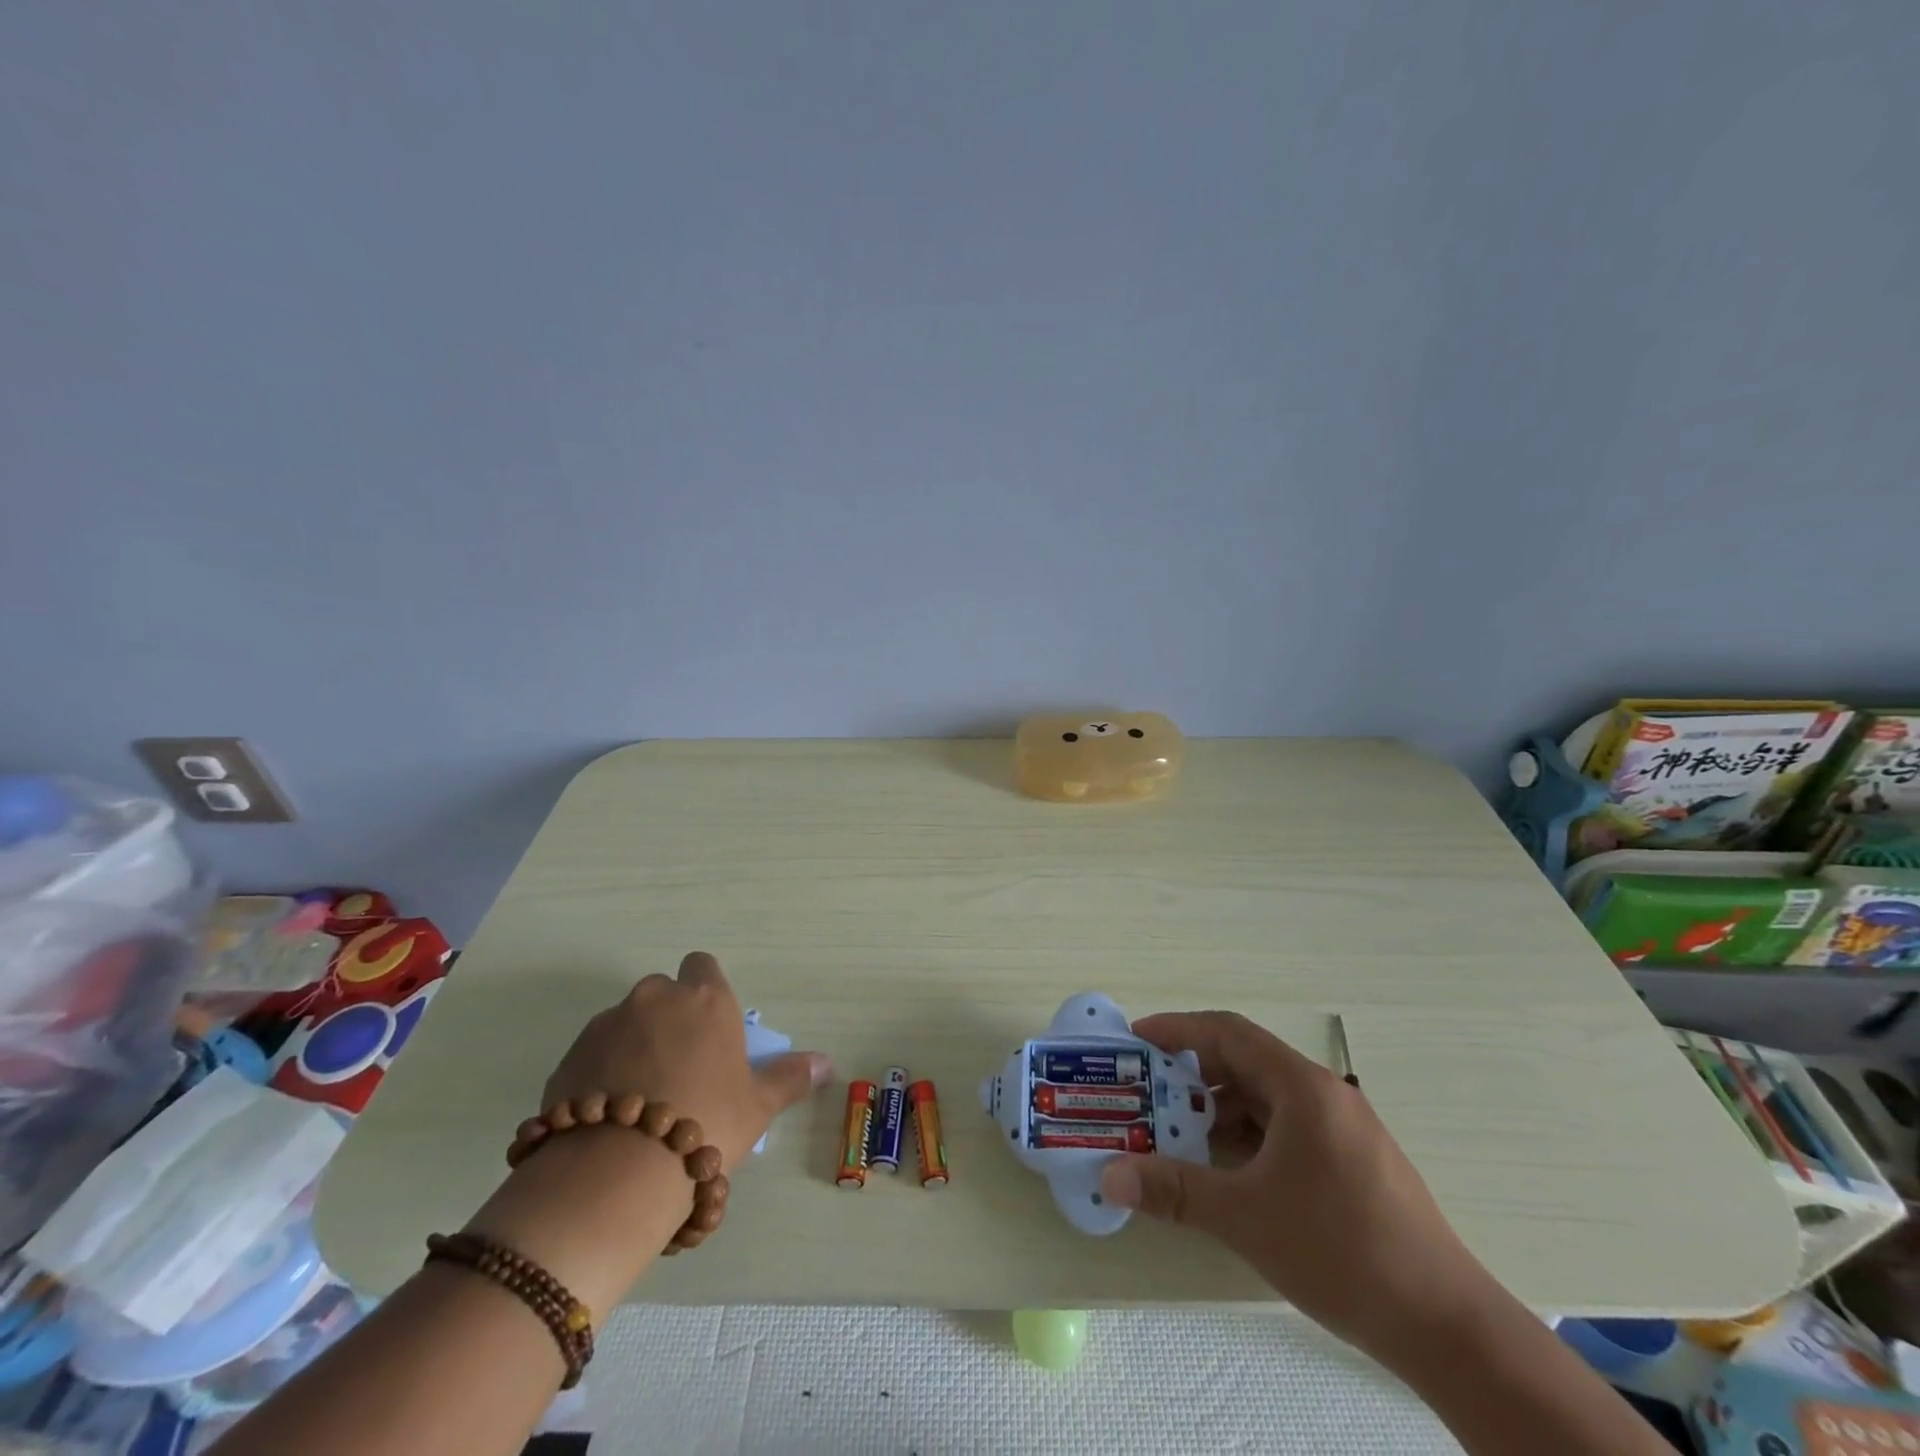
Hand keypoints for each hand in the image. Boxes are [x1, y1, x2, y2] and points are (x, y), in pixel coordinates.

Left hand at [541, 951, 830, 1168]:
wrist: (617, 1171)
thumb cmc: (706, 1124)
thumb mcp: (757, 1106)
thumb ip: (790, 1077)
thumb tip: (827, 1062)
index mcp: (706, 1000)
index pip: (701, 965)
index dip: (704, 988)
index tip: (708, 1024)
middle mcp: (656, 998)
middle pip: (662, 993)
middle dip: (668, 1018)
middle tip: (679, 1066)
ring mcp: (607, 1024)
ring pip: (624, 1022)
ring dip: (632, 1045)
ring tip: (640, 1098)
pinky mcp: (569, 1056)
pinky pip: (591, 1054)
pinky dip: (599, 1072)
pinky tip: (608, 1115)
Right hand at [1097, 1010, 1493, 1360]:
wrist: (1447, 1327)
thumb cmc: (1341, 1251)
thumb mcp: (1245, 1217)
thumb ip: (1173, 1189)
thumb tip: (1109, 1176)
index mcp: (1302, 1087)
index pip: (1227, 1032)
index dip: (1177, 1029)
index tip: (1137, 1039)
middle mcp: (1325, 1093)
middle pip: (1247, 1060)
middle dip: (1194, 1070)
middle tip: (1150, 1089)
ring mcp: (1345, 1127)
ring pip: (1268, 1095)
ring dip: (1221, 1105)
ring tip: (1181, 1131)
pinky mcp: (1355, 1159)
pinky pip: (1288, 1124)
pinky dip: (1251, 1131)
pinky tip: (1231, 1166)